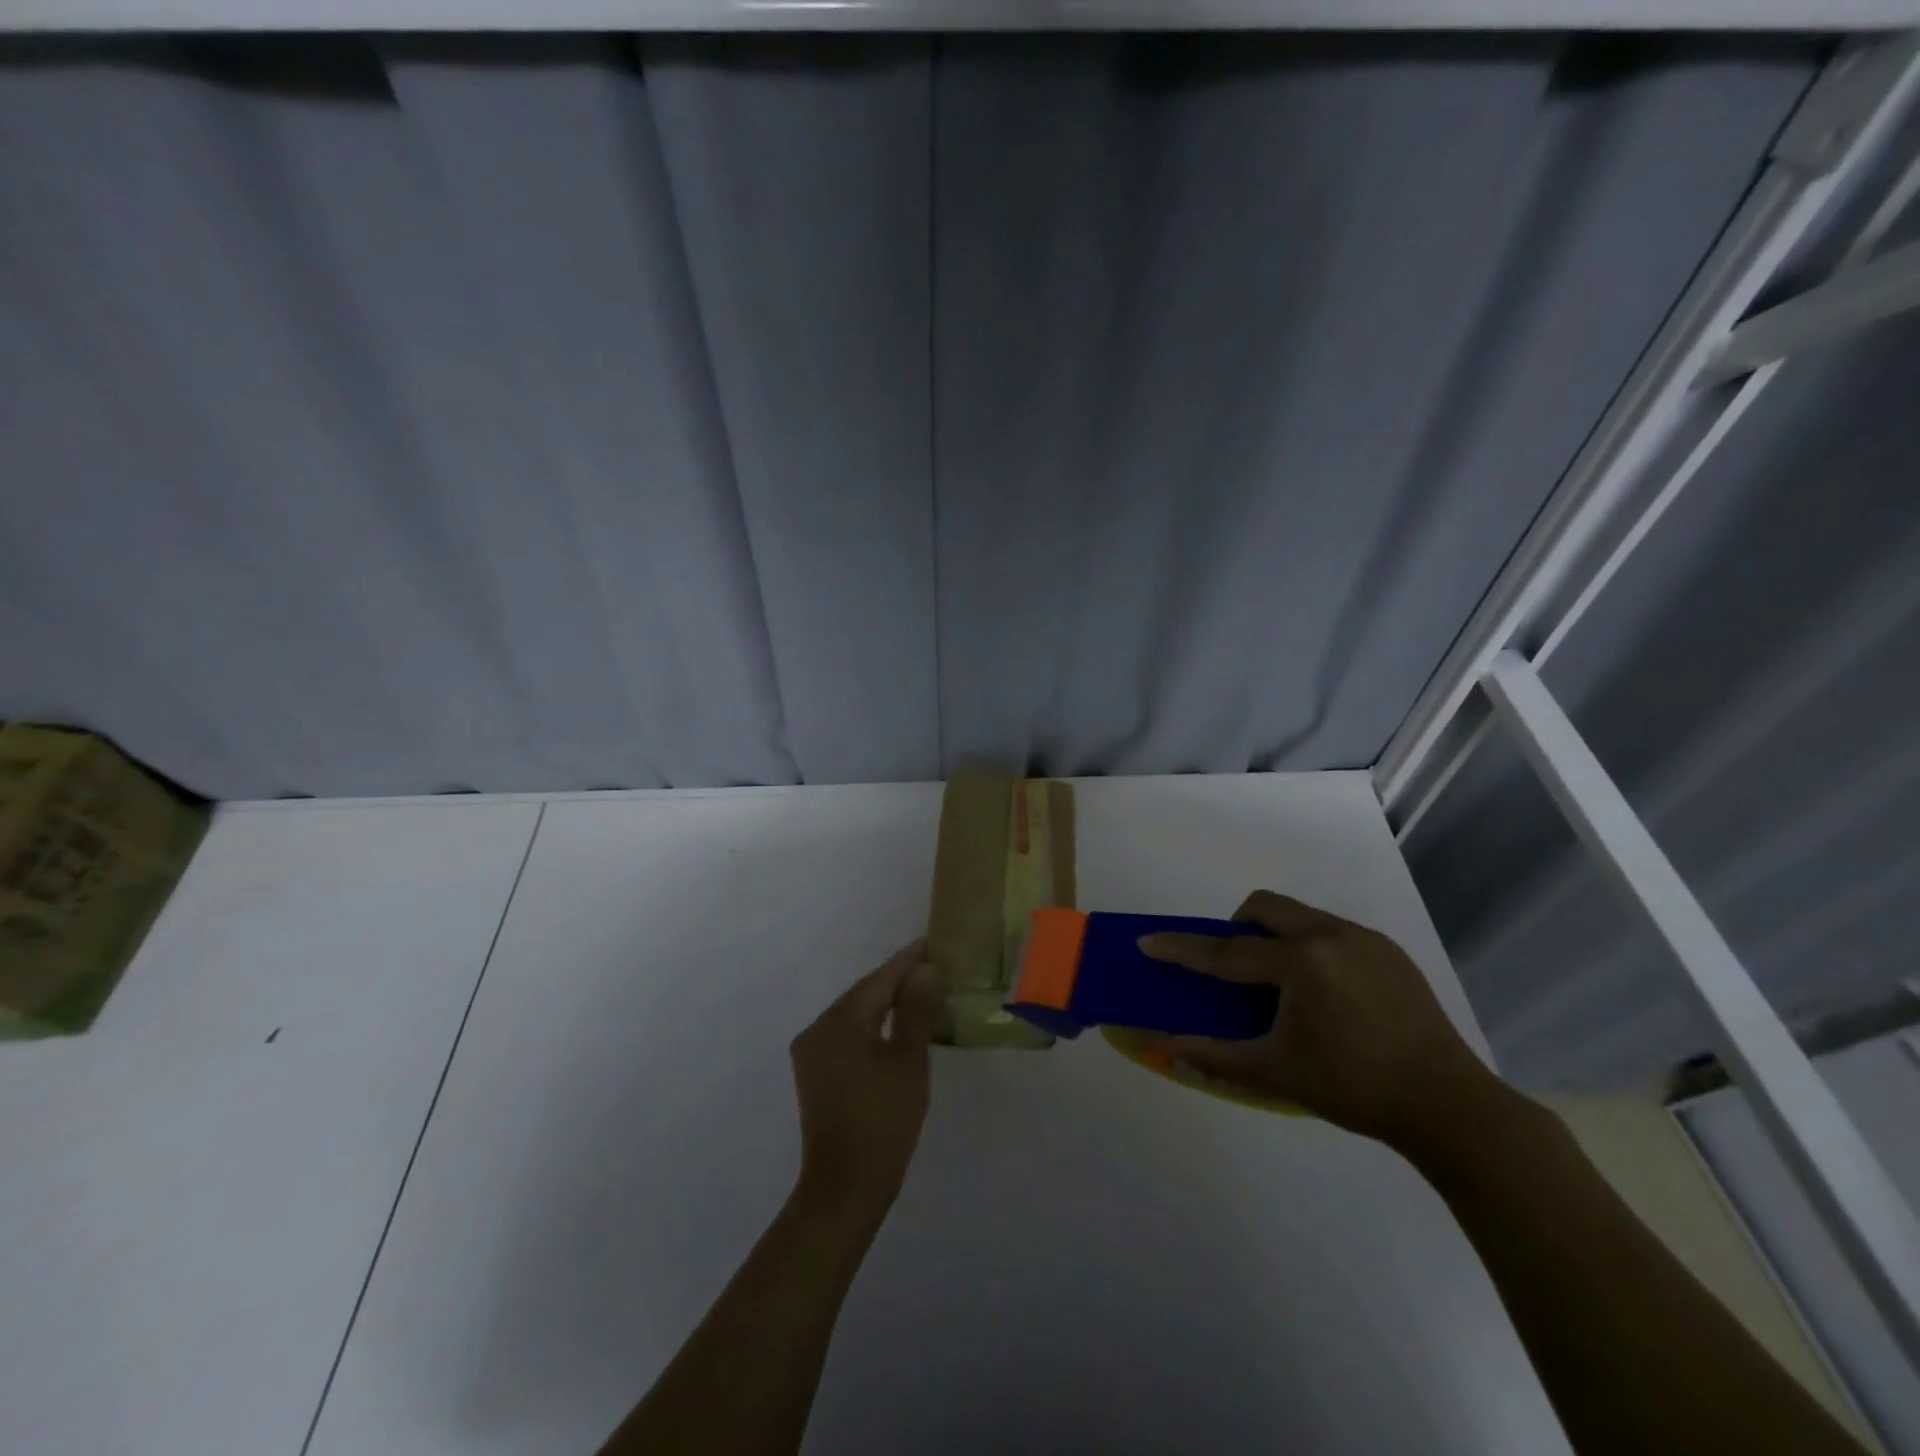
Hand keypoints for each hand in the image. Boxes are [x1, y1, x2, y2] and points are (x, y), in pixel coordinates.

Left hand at [789, 939, 938, 1224]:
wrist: (844, 1188)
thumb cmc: (884, 1120)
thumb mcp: (908, 1061)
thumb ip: (915, 1010)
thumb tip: (923, 971)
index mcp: (839, 1021)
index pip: (879, 979)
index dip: (907, 961)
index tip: (931, 942)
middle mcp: (817, 1029)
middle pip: (863, 994)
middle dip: (896, 980)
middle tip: (931, 965)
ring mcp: (812, 1053)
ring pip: (854, 1015)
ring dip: (885, 1003)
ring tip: (919, 991)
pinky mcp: (815, 1074)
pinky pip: (847, 1035)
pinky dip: (872, 1026)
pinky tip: (894, 1027)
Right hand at [1139, 891, 1498, 1149]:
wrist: (1449, 1106)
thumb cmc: (1353, 1087)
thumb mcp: (1275, 1072)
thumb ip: (1213, 1054)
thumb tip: (1162, 1046)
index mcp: (1300, 962)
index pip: (1226, 950)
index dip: (1183, 948)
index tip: (1148, 941)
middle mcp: (1330, 935)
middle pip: (1266, 907)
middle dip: (1237, 926)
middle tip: (1236, 967)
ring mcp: (1364, 939)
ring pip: (1301, 915)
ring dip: (1277, 936)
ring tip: (1283, 985)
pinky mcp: (1389, 951)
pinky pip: (1333, 932)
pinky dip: (1312, 948)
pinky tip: (1327, 995)